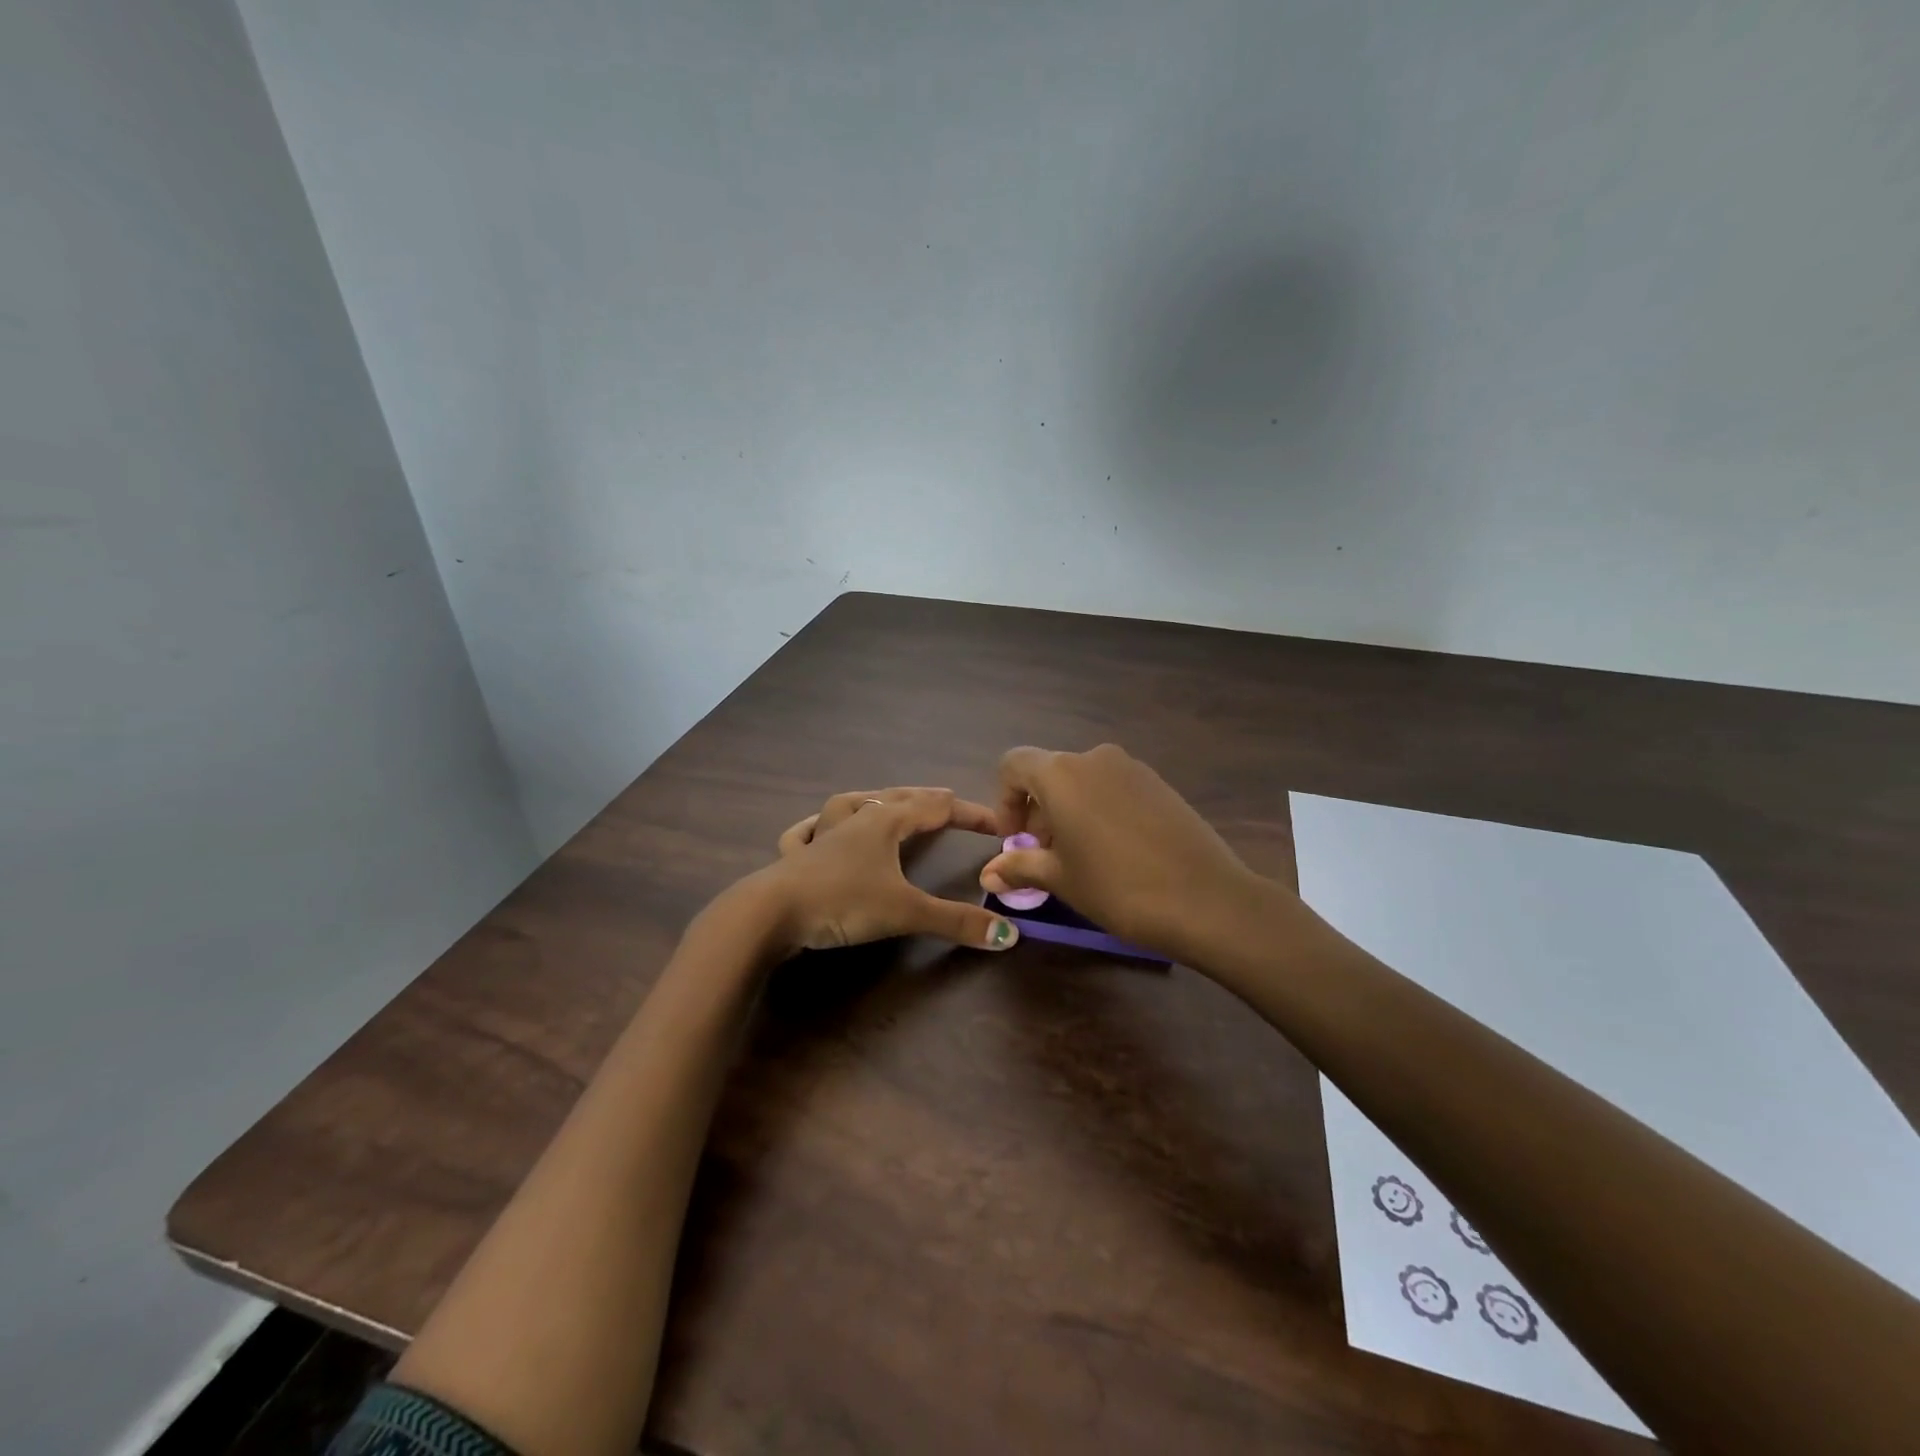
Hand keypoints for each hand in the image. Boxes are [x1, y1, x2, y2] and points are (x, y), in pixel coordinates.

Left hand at [758, 787, 1020, 954]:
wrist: (771, 913)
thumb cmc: (843, 902)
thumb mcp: (905, 912)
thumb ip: (956, 922)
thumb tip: (1009, 935)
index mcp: (885, 823)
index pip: (936, 808)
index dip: (969, 813)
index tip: (997, 823)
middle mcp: (855, 820)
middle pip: (897, 798)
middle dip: (926, 799)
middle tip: (948, 798)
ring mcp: (821, 835)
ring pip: (853, 804)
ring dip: (876, 800)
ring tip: (886, 800)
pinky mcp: (796, 857)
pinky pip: (806, 832)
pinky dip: (816, 826)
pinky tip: (813, 827)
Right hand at [979, 744, 1265, 960]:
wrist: (1206, 899)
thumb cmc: (1118, 887)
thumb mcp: (1061, 879)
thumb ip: (1020, 866)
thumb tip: (988, 873)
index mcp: (1062, 774)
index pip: (1014, 765)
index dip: (1005, 800)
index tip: (1015, 839)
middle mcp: (1094, 758)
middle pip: (1049, 773)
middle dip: (1038, 811)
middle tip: (1044, 855)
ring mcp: (1132, 768)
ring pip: (1083, 781)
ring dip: (1068, 811)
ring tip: (1080, 857)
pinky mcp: (1160, 783)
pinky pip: (1113, 788)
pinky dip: (1099, 810)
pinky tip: (1115, 851)